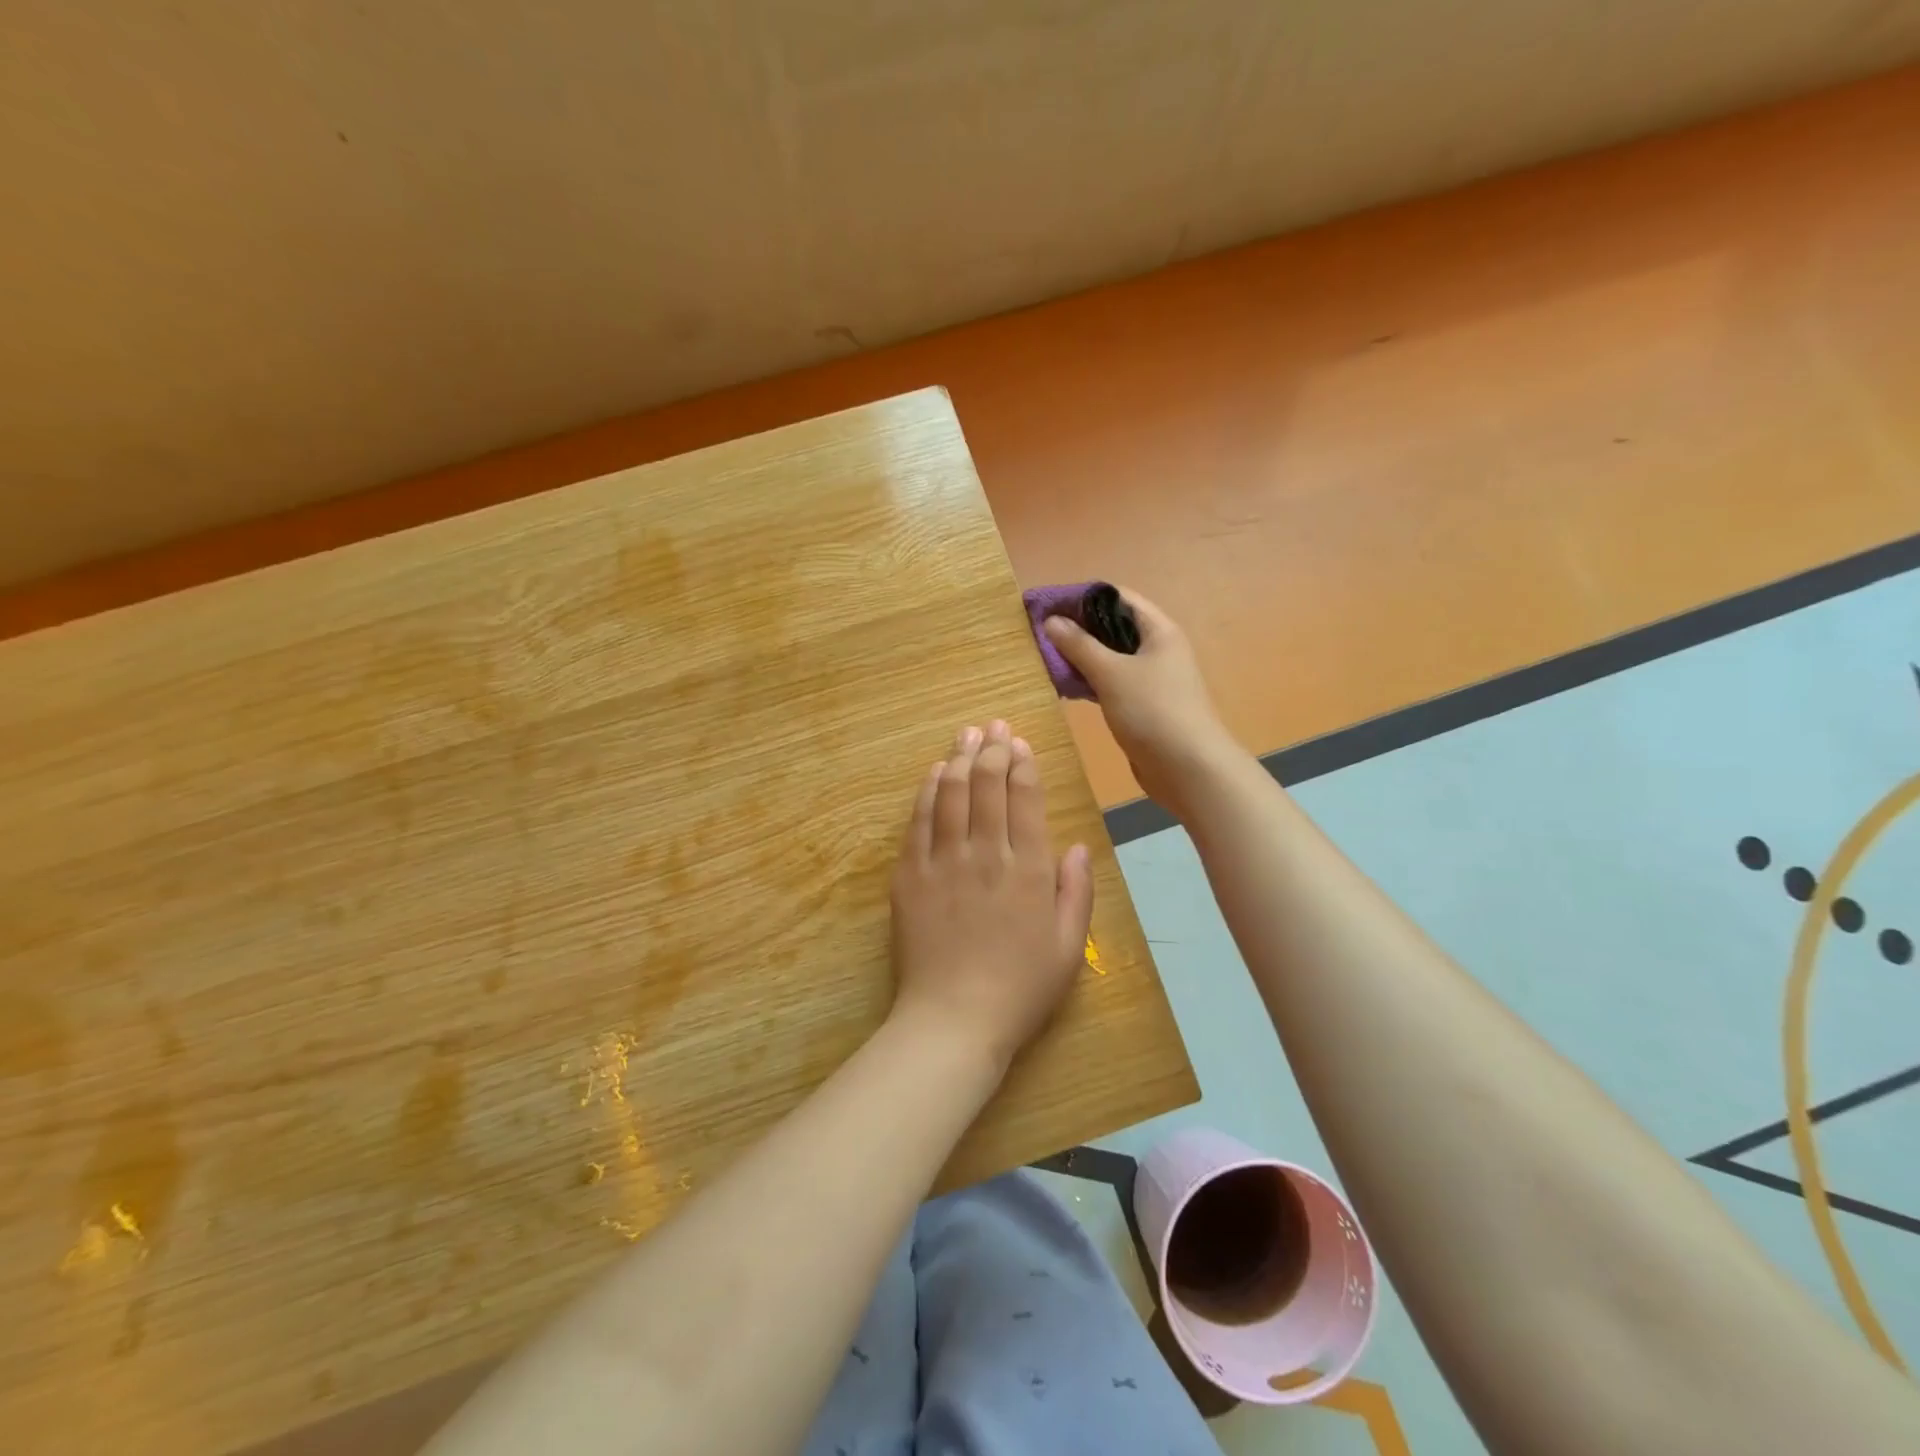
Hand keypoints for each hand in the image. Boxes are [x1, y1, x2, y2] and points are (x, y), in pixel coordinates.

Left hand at [888, 720, 1094, 1069]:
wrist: (953, 1020)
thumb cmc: (1020, 989)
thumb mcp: (1069, 948)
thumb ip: (1076, 892)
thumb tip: (1076, 845)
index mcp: (1029, 870)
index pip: (1025, 799)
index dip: (1022, 764)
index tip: (1019, 743)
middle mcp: (986, 854)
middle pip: (986, 786)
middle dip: (992, 749)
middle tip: (994, 725)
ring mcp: (943, 862)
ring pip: (950, 794)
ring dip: (959, 758)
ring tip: (966, 734)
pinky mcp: (909, 876)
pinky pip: (919, 822)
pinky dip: (927, 792)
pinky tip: (934, 773)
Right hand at [1041, 589, 1235, 813]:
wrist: (1189, 769)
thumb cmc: (1153, 711)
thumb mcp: (1111, 673)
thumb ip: (1079, 645)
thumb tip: (1051, 621)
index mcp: (1158, 630)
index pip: (1116, 597)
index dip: (1080, 597)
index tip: (1045, 605)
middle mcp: (1156, 649)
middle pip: (1112, 626)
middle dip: (1076, 627)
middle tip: (1038, 633)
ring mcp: (1150, 679)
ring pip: (1109, 657)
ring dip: (1079, 656)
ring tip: (1044, 657)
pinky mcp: (1141, 705)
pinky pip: (1110, 682)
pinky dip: (1088, 680)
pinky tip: (1063, 685)